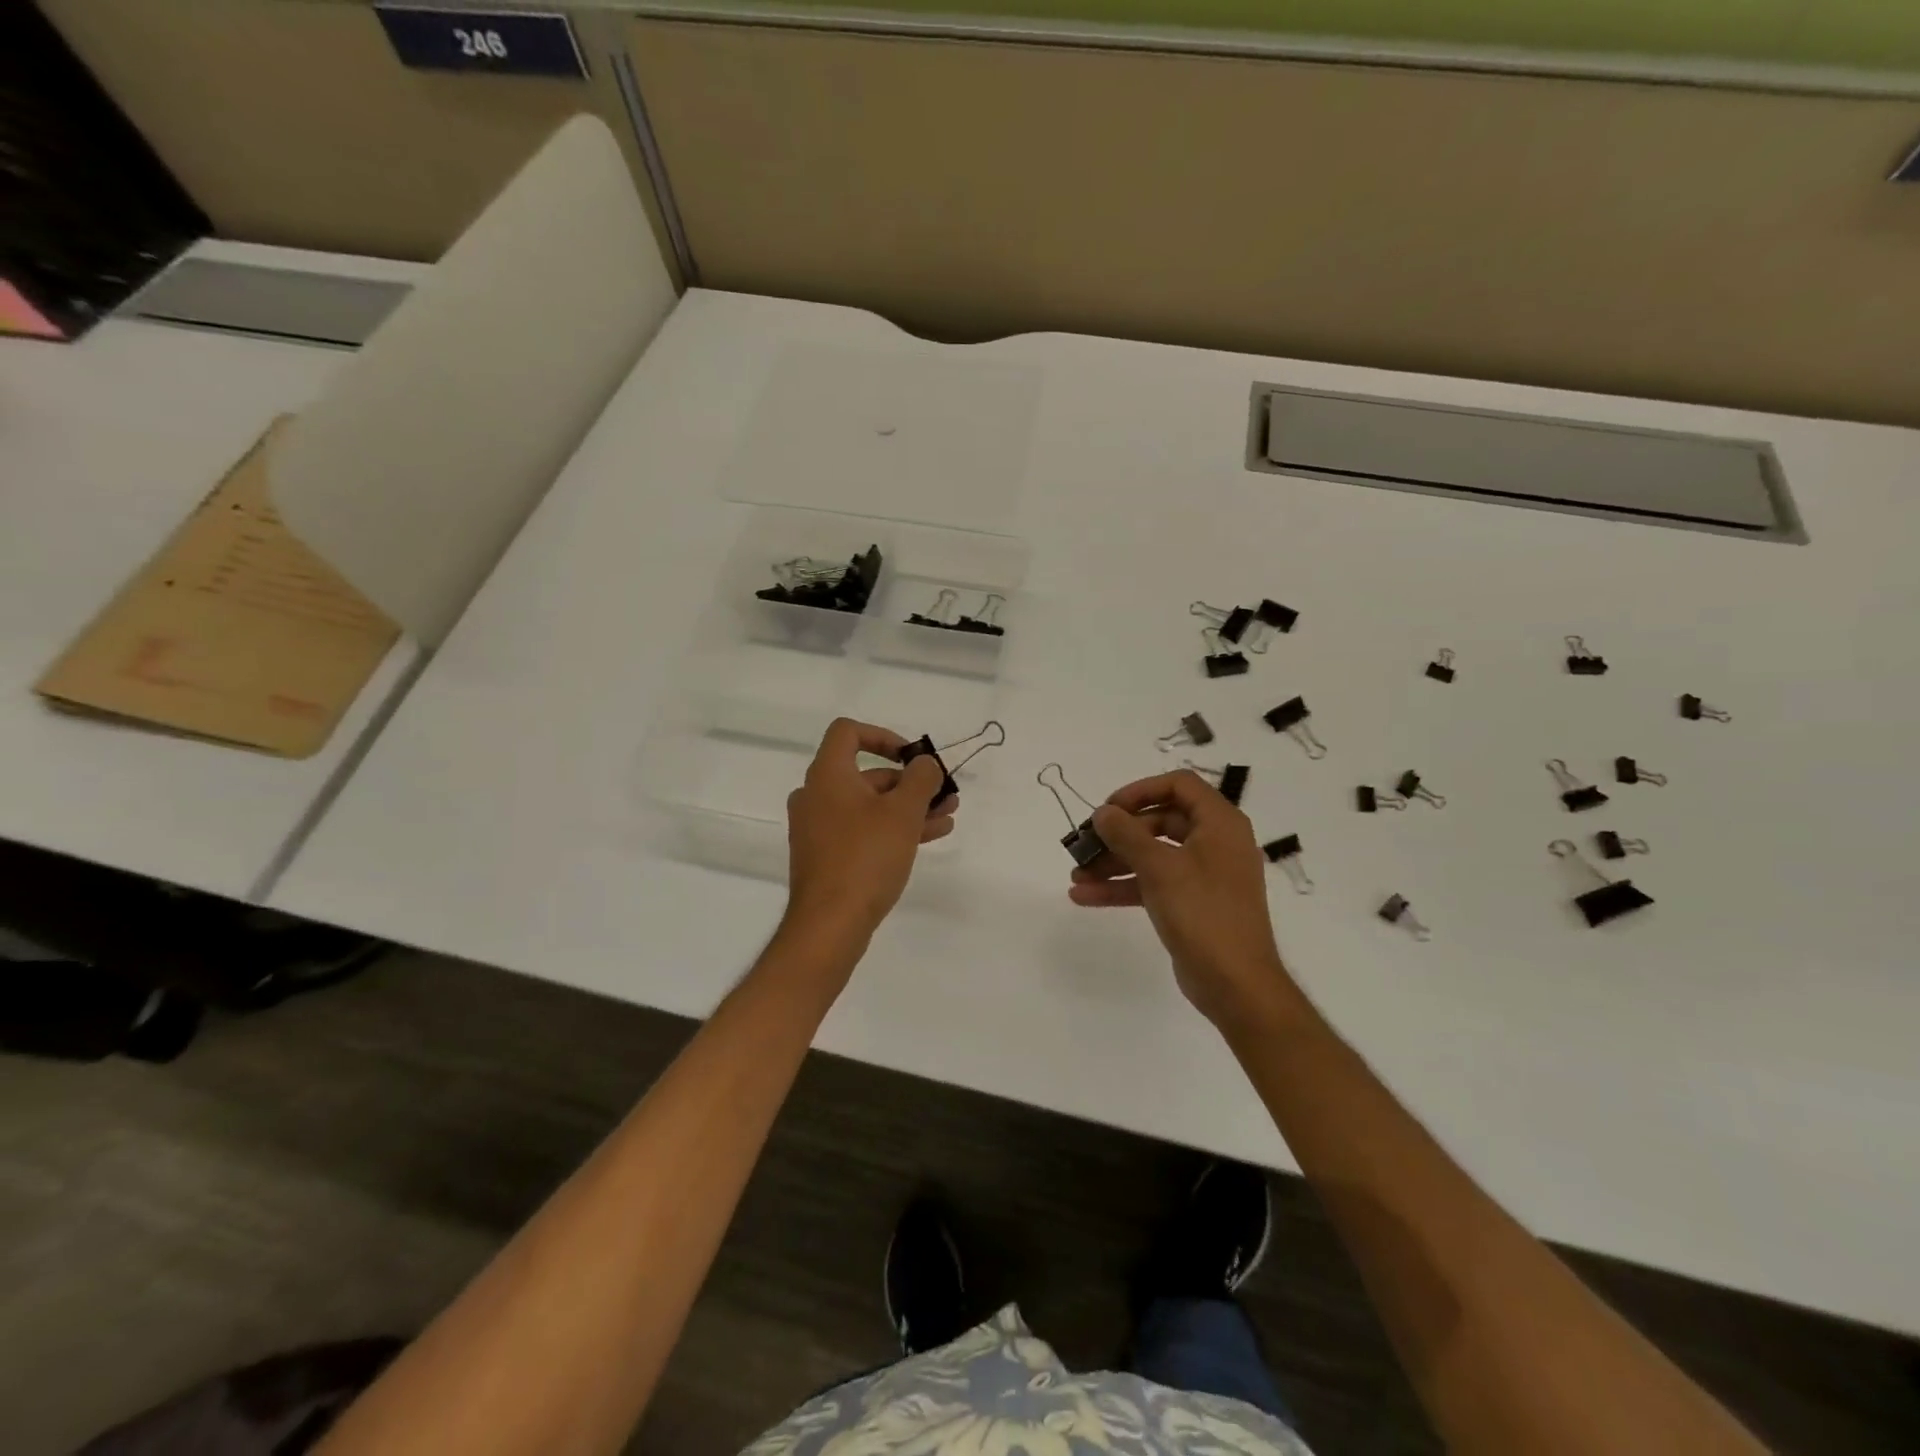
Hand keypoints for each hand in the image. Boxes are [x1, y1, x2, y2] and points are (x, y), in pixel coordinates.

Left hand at [785, 718, 955, 940]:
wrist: (830, 924)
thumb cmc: (866, 856)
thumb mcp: (903, 812)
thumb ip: (920, 779)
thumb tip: (924, 764)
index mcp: (827, 775)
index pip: (848, 733)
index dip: (884, 736)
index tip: (912, 757)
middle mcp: (816, 796)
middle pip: (867, 774)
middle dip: (910, 782)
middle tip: (944, 794)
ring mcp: (818, 828)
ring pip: (869, 806)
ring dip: (908, 807)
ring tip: (947, 816)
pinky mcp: (826, 856)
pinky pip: (862, 830)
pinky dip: (892, 828)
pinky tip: (929, 836)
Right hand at [1069, 770, 1292, 1028]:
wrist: (1236, 984)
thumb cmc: (1203, 913)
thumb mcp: (1160, 868)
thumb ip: (1127, 834)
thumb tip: (1103, 812)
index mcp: (1220, 823)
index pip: (1178, 785)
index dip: (1140, 790)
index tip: (1109, 809)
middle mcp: (1215, 842)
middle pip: (1160, 820)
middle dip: (1119, 833)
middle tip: (1086, 843)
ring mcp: (1204, 875)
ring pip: (1152, 855)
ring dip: (1114, 862)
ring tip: (1076, 875)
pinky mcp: (1192, 903)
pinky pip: (1153, 883)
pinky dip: (1123, 886)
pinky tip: (1086, 896)